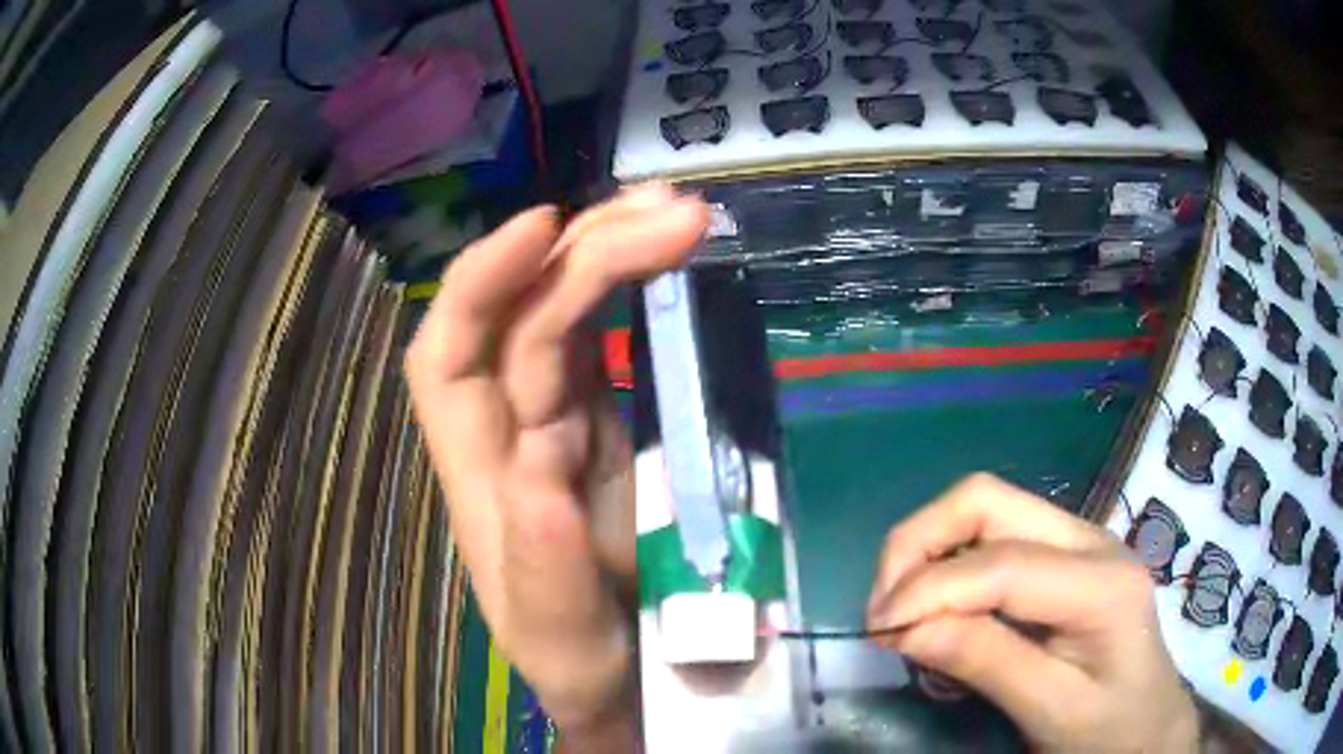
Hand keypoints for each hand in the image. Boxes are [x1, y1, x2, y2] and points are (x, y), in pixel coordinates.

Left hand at [405, 185, 708, 749]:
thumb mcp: (562, 640)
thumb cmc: (583, 665)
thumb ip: (546, 571)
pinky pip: (610, 336)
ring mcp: (560, 417)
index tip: (543, 229)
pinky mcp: (607, 420)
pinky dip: (637, 288)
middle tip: (674, 212)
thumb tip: (542, 471)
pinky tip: (670, 252)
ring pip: (568, 311)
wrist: (630, 678)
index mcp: (479, 477)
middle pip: (524, 314)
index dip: (480, 282)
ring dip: (616, 252)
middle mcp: (510, 429)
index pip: (448, 355)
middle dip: (587, 251)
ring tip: (682, 213)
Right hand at [866, 474, 1197, 753]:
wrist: (1149, 722)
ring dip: (927, 550)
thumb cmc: (1108, 727)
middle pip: (986, 500)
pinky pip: (990, 536)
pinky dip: (948, 564)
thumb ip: (987, 663)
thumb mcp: (1051, 710)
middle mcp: (1089, 538)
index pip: (1000, 563)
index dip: (928, 590)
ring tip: (902, 611)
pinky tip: (939, 609)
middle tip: (883, 609)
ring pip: (983, 508)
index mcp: (1102, 582)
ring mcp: (1076, 539)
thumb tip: (905, 627)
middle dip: (917, 544)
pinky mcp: (1060, 554)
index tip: (878, 632)